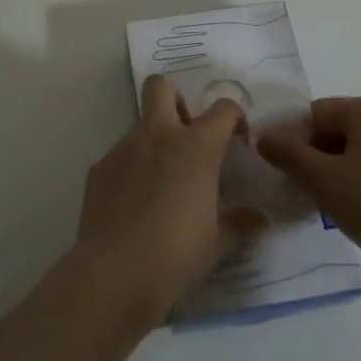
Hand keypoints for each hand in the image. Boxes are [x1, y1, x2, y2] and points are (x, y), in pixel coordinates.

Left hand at [73, 74, 245, 324]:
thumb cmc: (176, 254)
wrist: (115, 273)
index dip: (233, 117)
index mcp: (195, 147)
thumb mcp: (217, 242)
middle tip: (187, 134)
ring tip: (160, 183)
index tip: (236, 140)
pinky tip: (133, 204)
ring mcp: (123, 149)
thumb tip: (261, 220)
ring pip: (140, 124)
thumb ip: (240, 224)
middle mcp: (158, 136)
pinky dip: (131, 169)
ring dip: (154, 141)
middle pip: (161, 86)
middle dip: (176, 99)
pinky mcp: (99, 169)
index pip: (222, 108)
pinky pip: (119, 156)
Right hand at [256, 96, 360, 270]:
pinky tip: (352, 206)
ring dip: (333, 169)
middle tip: (302, 187)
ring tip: (325, 201)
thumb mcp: (320, 178)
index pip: (316, 113)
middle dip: (314, 155)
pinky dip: (358, 178)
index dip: (294, 140)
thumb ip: (286, 153)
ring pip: (356, 148)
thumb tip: (264, 137)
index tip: (286, 171)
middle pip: (337, 128)